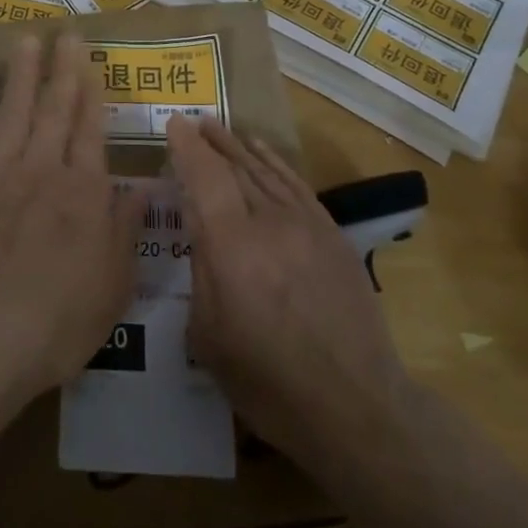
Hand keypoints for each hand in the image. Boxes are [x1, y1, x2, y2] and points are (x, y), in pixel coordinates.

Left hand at [0, 32, 142, 398]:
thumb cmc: (57, 321)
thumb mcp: (114, 285)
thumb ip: (127, 229)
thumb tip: (147, 186)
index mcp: (83, 193)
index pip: (91, 130)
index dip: (92, 92)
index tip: (90, 60)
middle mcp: (42, 171)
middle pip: (54, 110)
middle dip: (61, 69)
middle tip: (65, 33)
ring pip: (12, 113)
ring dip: (21, 75)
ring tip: (26, 40)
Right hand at [167, 117, 413, 468]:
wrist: (354, 404)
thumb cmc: (267, 382)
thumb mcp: (209, 336)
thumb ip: (201, 274)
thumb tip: (201, 235)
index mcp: (232, 248)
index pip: (205, 178)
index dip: (187, 148)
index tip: (173, 124)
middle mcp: (270, 223)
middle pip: (236, 167)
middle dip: (211, 142)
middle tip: (193, 122)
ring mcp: (307, 226)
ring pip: (266, 171)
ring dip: (239, 147)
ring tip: (219, 127)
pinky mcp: (332, 235)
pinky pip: (296, 186)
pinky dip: (276, 163)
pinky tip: (263, 152)